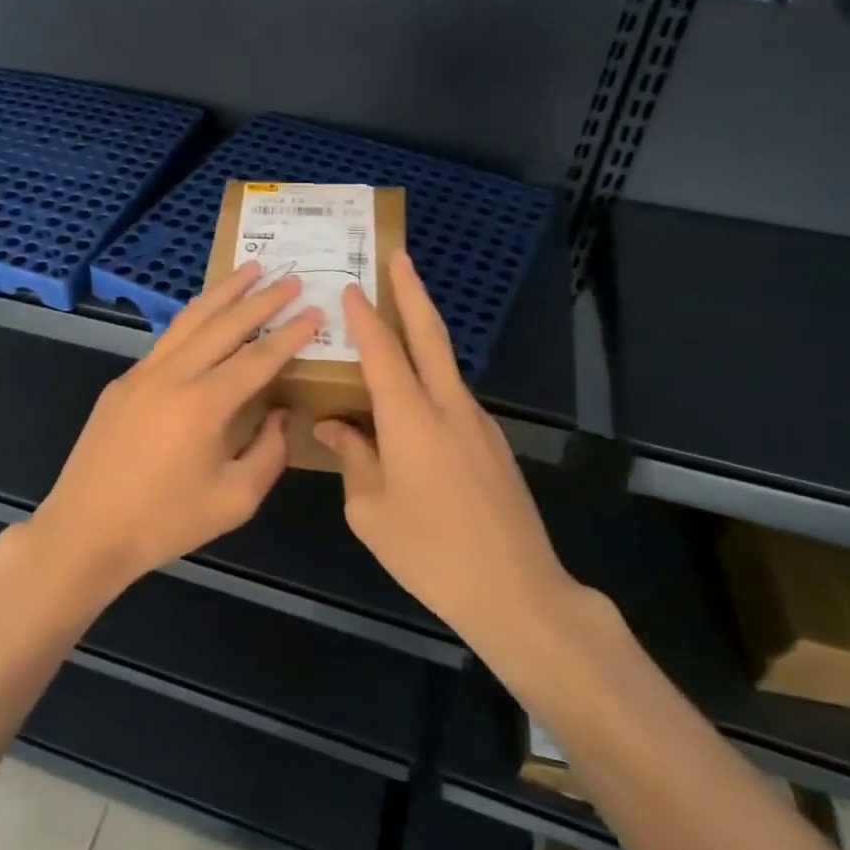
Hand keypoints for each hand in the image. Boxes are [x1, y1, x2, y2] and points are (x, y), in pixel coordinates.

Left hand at [26, 261, 320, 604]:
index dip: (290, 333)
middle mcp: (173, 375)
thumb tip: (280, 414)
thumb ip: (268, 452)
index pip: (258, 357)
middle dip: (261, 299)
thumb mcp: (235, 500)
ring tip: (249, 270)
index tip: (314, 310)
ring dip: (223, 293)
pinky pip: (166, 340)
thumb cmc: (165, 522)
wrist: (86, 531)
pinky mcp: (121, 383)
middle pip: (224, 324)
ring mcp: (141, 374)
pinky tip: (206, 315)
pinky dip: (193, 319)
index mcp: (204, 404)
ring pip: (189, 320)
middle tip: (290, 278)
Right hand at [314, 250, 579, 650]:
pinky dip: (429, 377)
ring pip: (444, 364)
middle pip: (430, 335)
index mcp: (411, 418)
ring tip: (396, 320)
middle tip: (399, 258)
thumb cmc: (429, 552)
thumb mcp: (370, 510)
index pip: (383, 350)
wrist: (516, 591)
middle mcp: (448, 407)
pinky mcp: (492, 443)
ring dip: (422, 333)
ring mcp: (477, 423)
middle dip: (412, 292)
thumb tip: (332, 425)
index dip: (364, 316)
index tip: (350, 286)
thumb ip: (352, 457)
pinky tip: (411, 398)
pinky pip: (452, 396)